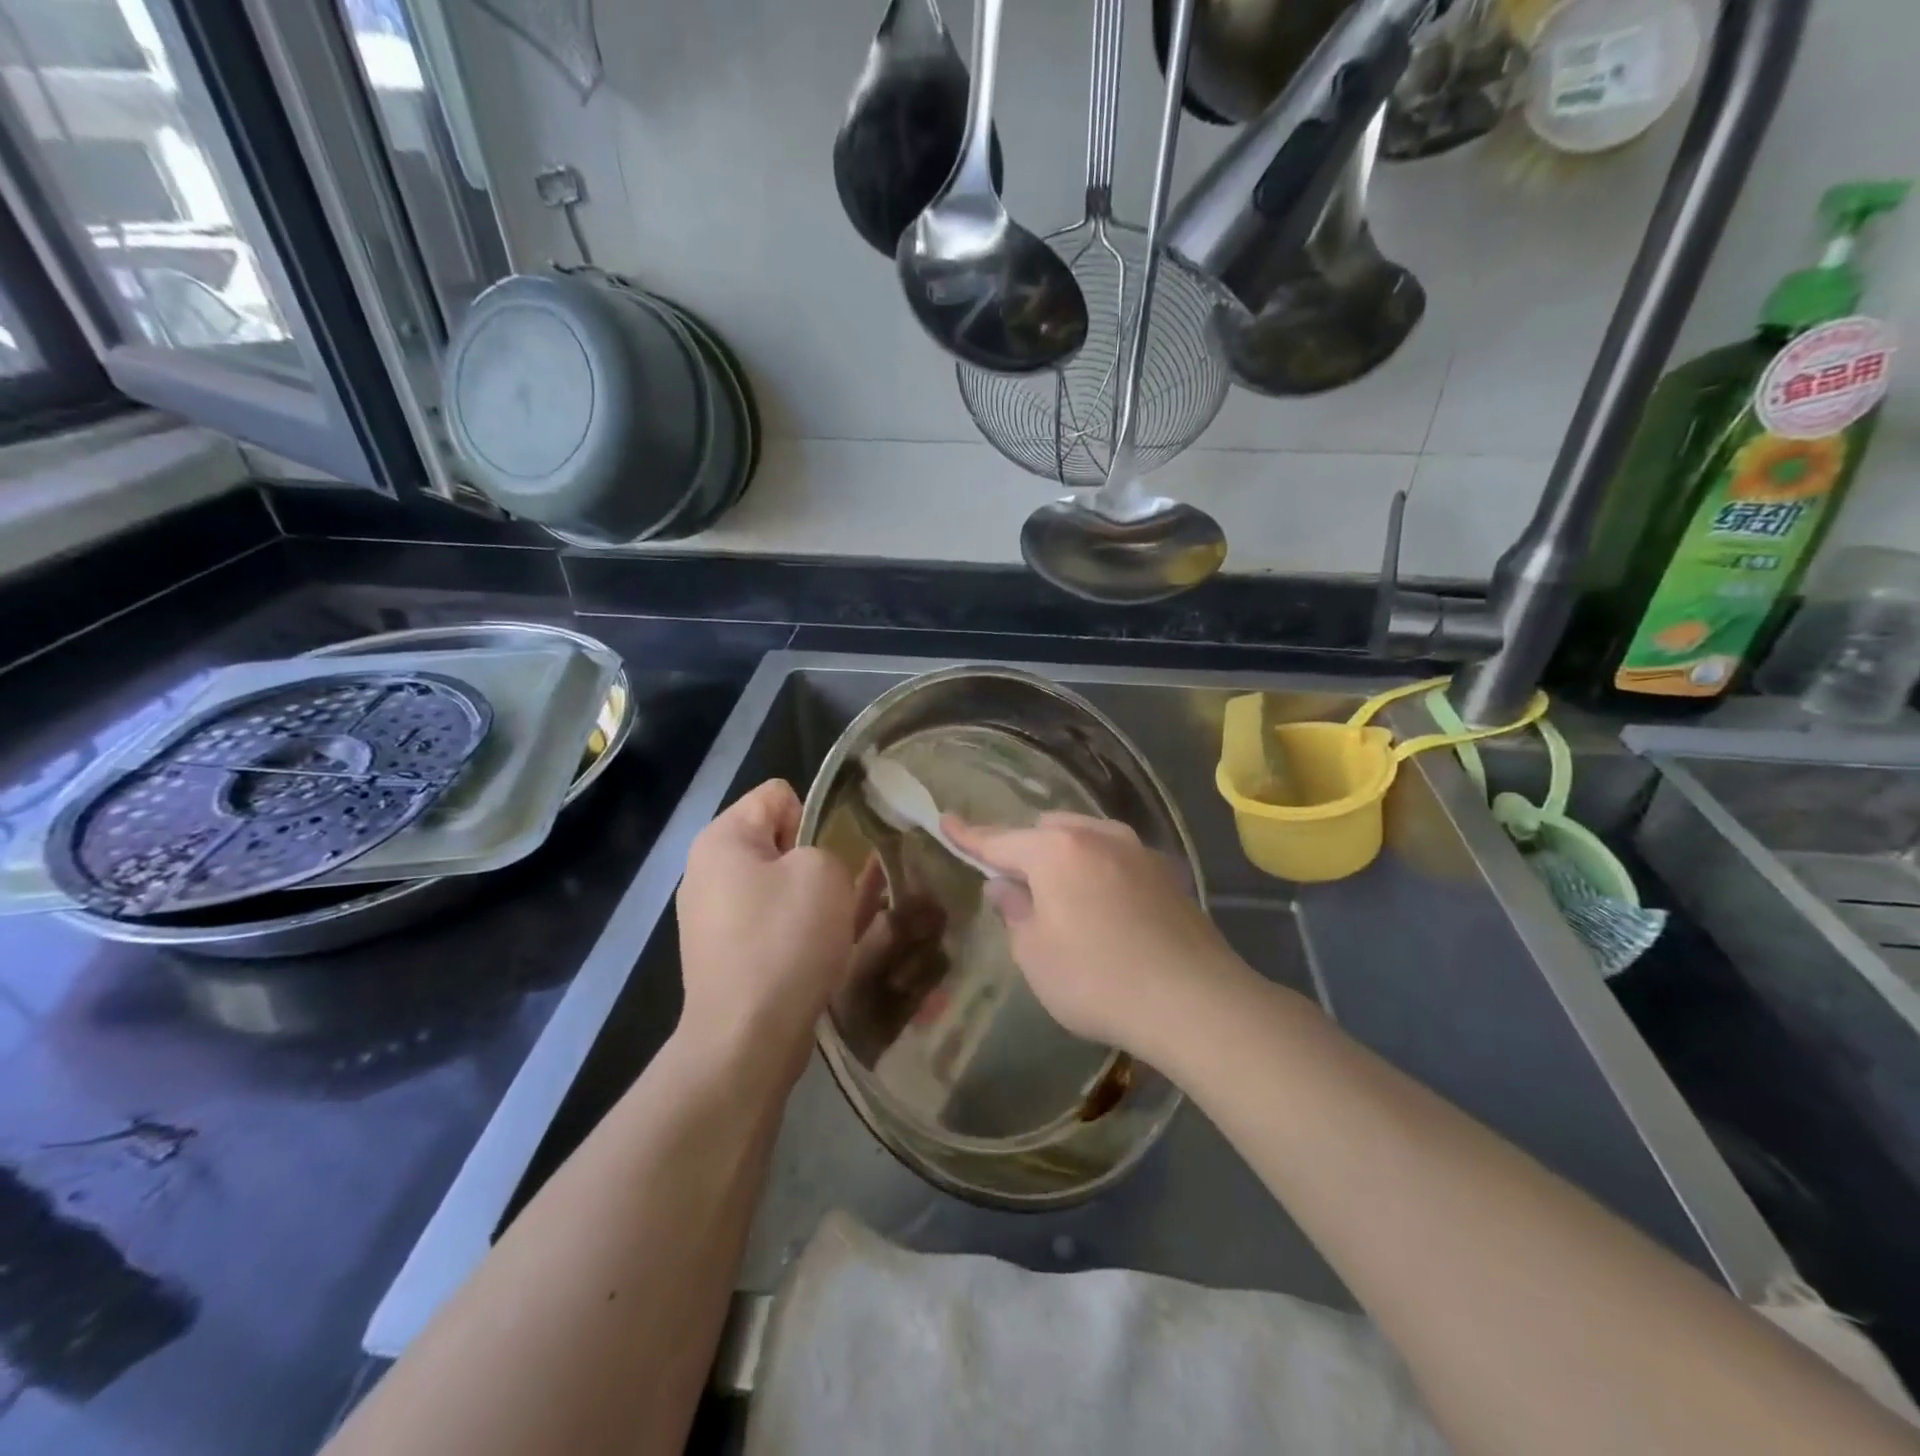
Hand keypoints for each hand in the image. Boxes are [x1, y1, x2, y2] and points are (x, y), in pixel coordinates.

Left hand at [675, 780, 861, 1086]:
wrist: (746, 1040)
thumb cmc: (784, 940)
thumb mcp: (824, 871)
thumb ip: (828, 847)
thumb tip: (815, 866)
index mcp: (722, 839)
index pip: (779, 795)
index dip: (817, 815)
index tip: (839, 853)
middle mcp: (708, 872)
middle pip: (779, 843)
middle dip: (817, 860)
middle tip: (848, 890)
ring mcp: (713, 919)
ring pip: (780, 888)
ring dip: (813, 899)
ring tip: (844, 924)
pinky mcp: (726, 957)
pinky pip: (773, 926)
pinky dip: (799, 932)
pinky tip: (825, 952)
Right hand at [943, 813, 1246, 1059]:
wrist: (1194, 1000)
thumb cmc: (1097, 979)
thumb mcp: (1035, 954)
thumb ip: (1014, 911)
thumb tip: (1005, 886)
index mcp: (1056, 851)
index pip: (999, 839)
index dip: (968, 835)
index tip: (946, 820)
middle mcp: (1097, 836)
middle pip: (1047, 831)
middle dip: (1026, 850)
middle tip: (1018, 888)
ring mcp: (1137, 850)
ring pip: (1086, 838)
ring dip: (1065, 857)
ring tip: (1063, 898)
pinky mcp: (1166, 872)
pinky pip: (1116, 857)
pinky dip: (1098, 871)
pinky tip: (1106, 909)